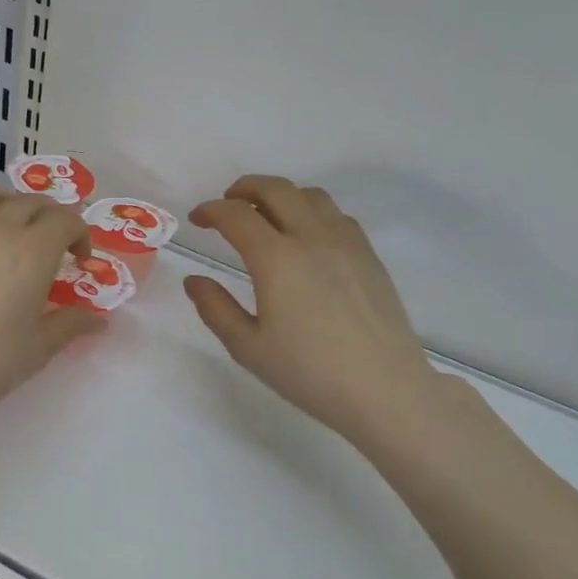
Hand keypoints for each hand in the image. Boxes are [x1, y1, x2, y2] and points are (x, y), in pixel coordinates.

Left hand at [0, 185, 104, 437]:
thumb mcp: (37, 349)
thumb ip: (71, 325)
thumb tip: (99, 319)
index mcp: (31, 252)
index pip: (65, 220)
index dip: (79, 233)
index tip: (79, 257)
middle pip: (30, 202)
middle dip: (49, 217)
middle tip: (51, 242)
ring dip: (9, 203)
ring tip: (10, 226)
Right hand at [185, 175, 442, 446]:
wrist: (383, 389)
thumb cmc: (308, 372)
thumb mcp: (248, 347)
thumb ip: (215, 308)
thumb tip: (194, 280)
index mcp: (276, 259)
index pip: (236, 216)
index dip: (211, 211)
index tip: (197, 219)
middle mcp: (312, 238)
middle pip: (275, 189)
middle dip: (244, 189)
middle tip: (227, 204)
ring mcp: (346, 242)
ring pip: (310, 195)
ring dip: (280, 195)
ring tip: (266, 215)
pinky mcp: (368, 255)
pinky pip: (336, 215)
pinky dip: (311, 211)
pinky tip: (305, 237)